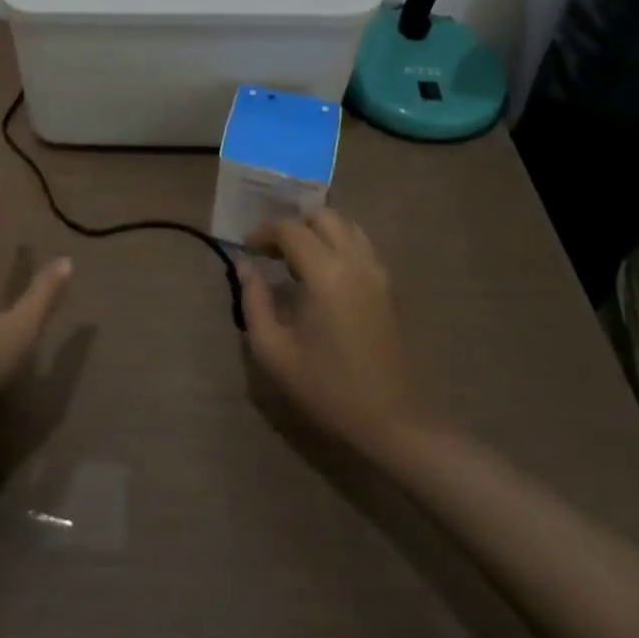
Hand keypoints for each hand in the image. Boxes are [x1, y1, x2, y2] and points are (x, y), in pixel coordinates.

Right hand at [239, 210, 417, 457]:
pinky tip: (323, 274)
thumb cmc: (328, 388)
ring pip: (346, 225)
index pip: (290, 230)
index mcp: (326, 274)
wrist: (393, 422)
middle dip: (293, 226)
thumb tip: (244, 266)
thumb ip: (254, 301)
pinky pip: (361, 244)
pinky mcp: (390, 285)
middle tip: (273, 252)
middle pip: (323, 215)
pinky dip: (338, 244)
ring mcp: (378, 271)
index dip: (264, 232)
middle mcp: (356, 261)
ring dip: (318, 231)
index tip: (247, 248)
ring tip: (297, 260)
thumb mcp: (274, 351)